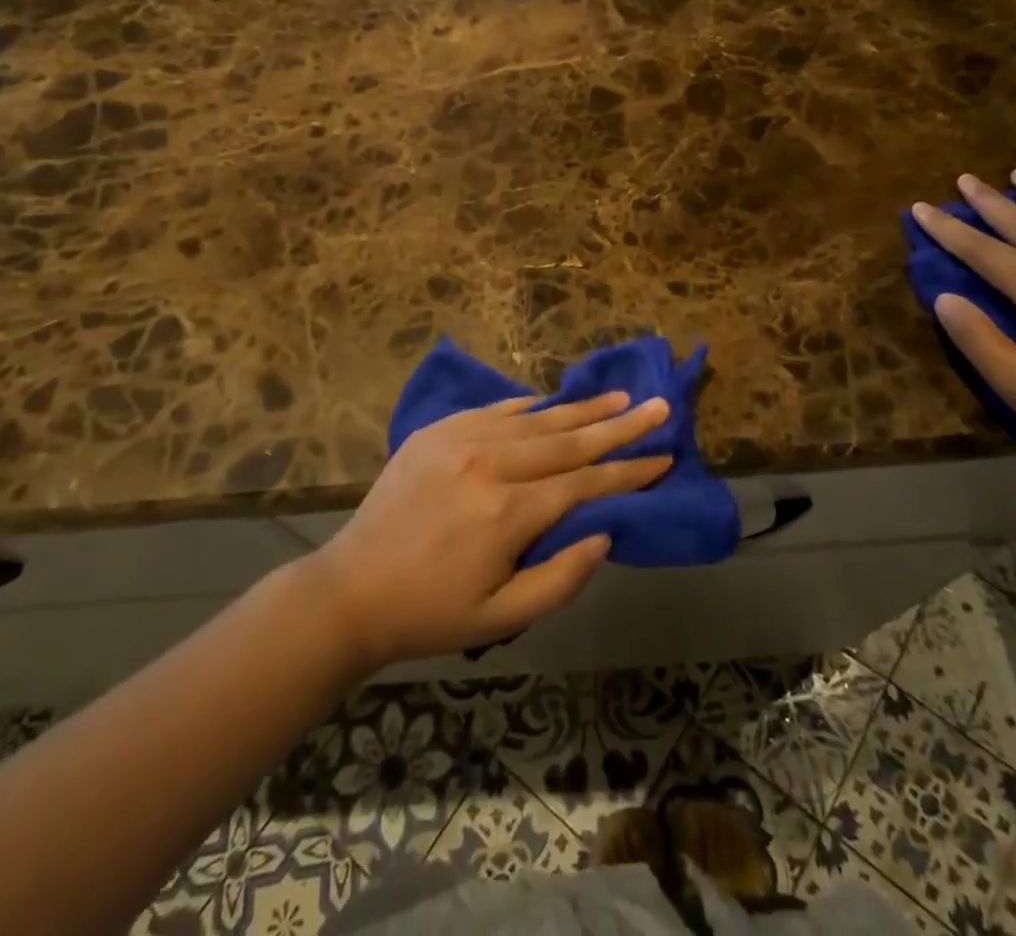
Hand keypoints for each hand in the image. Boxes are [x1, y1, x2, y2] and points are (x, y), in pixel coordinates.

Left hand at [307, 393, 671, 667]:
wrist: (351, 589)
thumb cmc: (430, 612)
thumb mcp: (502, 618)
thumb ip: (561, 578)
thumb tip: (604, 533)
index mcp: (508, 512)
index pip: (585, 483)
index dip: (629, 471)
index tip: (664, 456)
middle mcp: (490, 463)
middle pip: (568, 440)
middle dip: (619, 425)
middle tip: (660, 406)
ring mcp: (461, 439)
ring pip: (536, 419)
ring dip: (581, 408)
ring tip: (619, 396)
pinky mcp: (438, 431)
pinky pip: (495, 410)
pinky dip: (529, 406)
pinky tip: (552, 401)